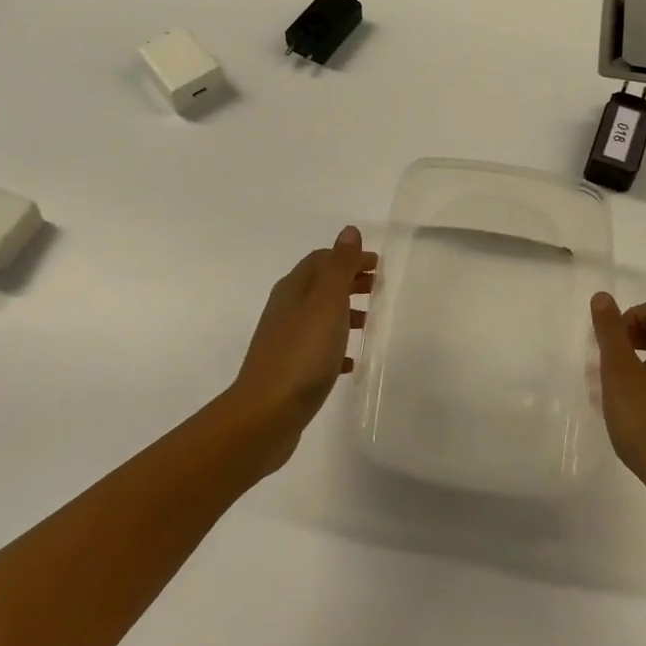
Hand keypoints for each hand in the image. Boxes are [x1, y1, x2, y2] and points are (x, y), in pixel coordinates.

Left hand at [223, 226, 376, 472]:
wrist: (266, 415)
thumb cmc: (302, 353)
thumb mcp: (326, 303)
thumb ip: (340, 266)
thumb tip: (349, 231)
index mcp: (294, 289)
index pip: (322, 260)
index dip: (349, 258)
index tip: (378, 265)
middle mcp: (286, 309)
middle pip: (320, 286)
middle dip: (349, 282)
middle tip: (379, 289)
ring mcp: (285, 341)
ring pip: (320, 317)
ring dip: (345, 313)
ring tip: (371, 324)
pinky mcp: (289, 370)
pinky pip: (317, 349)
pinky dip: (337, 347)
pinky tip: (351, 363)